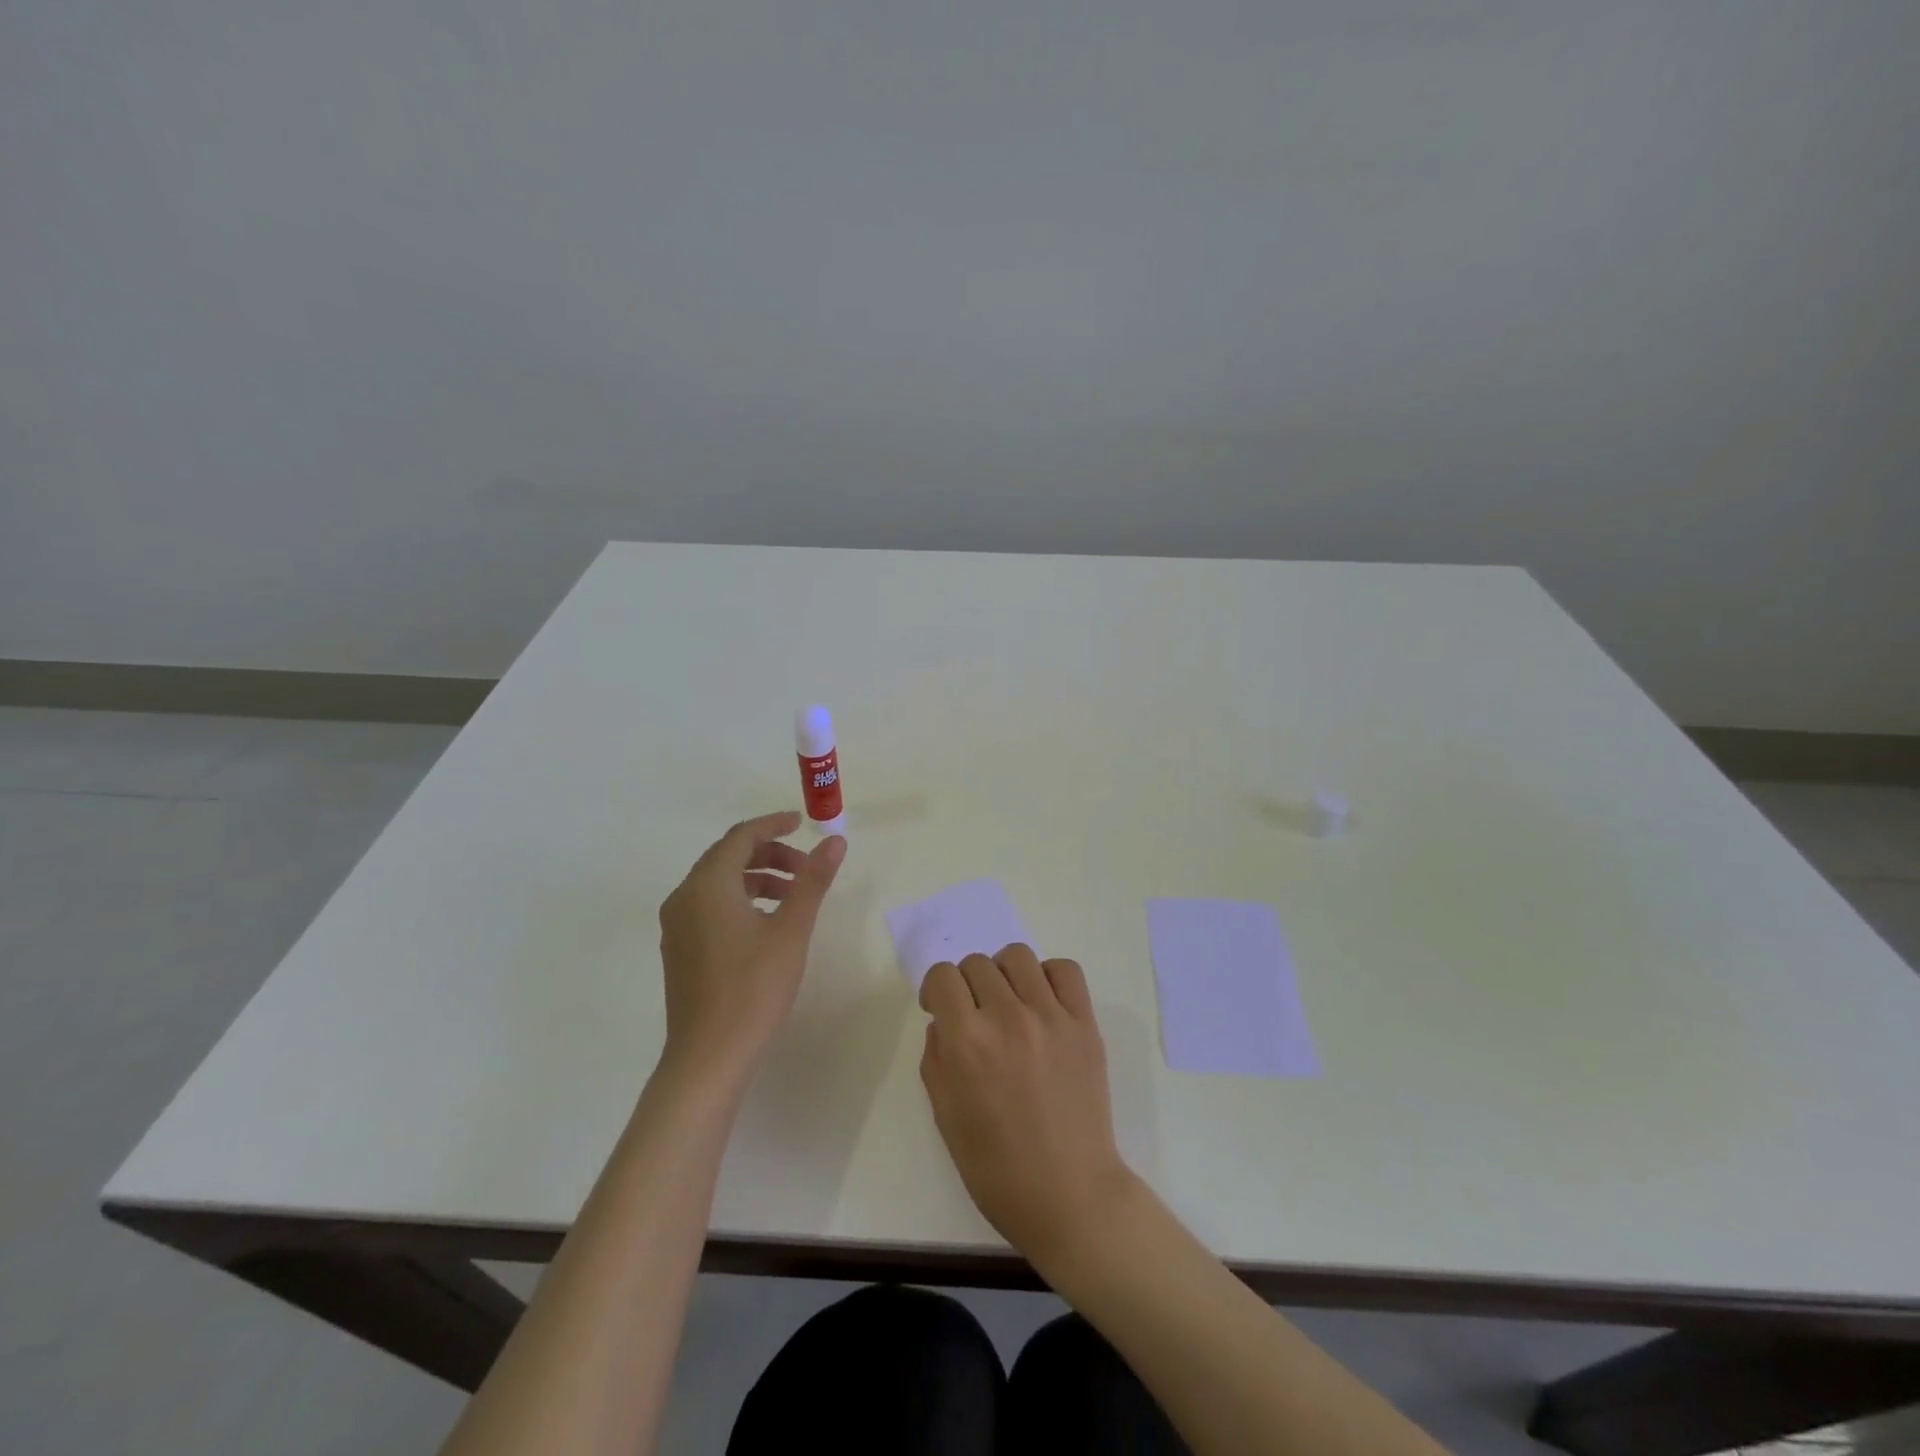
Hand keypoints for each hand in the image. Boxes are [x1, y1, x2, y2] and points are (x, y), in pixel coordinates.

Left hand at [658, 811, 845, 1084]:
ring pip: (718, 883)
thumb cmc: (753, 988)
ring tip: (793, 897)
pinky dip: (739, 900)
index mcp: (707, 885)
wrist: (708, 1057)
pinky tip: (766, 924)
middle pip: (727, 857)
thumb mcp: (792, 930)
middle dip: (769, 855)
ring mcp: (676, 926)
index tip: (802, 823)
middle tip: (806, 869)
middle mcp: (684, 897)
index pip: (740, 837)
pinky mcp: (678, 950)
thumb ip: (813, 881)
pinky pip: (708, 906)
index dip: (773, 825)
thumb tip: (835, 841)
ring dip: (757, 879)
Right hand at [919, 944, 1137, 1266]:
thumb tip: (943, 1021)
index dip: (935, 990)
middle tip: (974, 1015)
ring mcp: (1050, 1017)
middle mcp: (1007, 1017)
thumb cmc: (996, 1167)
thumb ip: (936, 1057)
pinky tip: (1042, 1002)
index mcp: (966, 1042)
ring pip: (1017, 957)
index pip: (942, 976)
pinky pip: (1064, 970)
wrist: (1069, 1194)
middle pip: (976, 963)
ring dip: (1003, 974)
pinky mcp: (1084, 1023)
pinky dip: (1047, 976)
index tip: (940, 1009)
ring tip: (1008, 1002)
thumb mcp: (945, 1115)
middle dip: (966, 984)